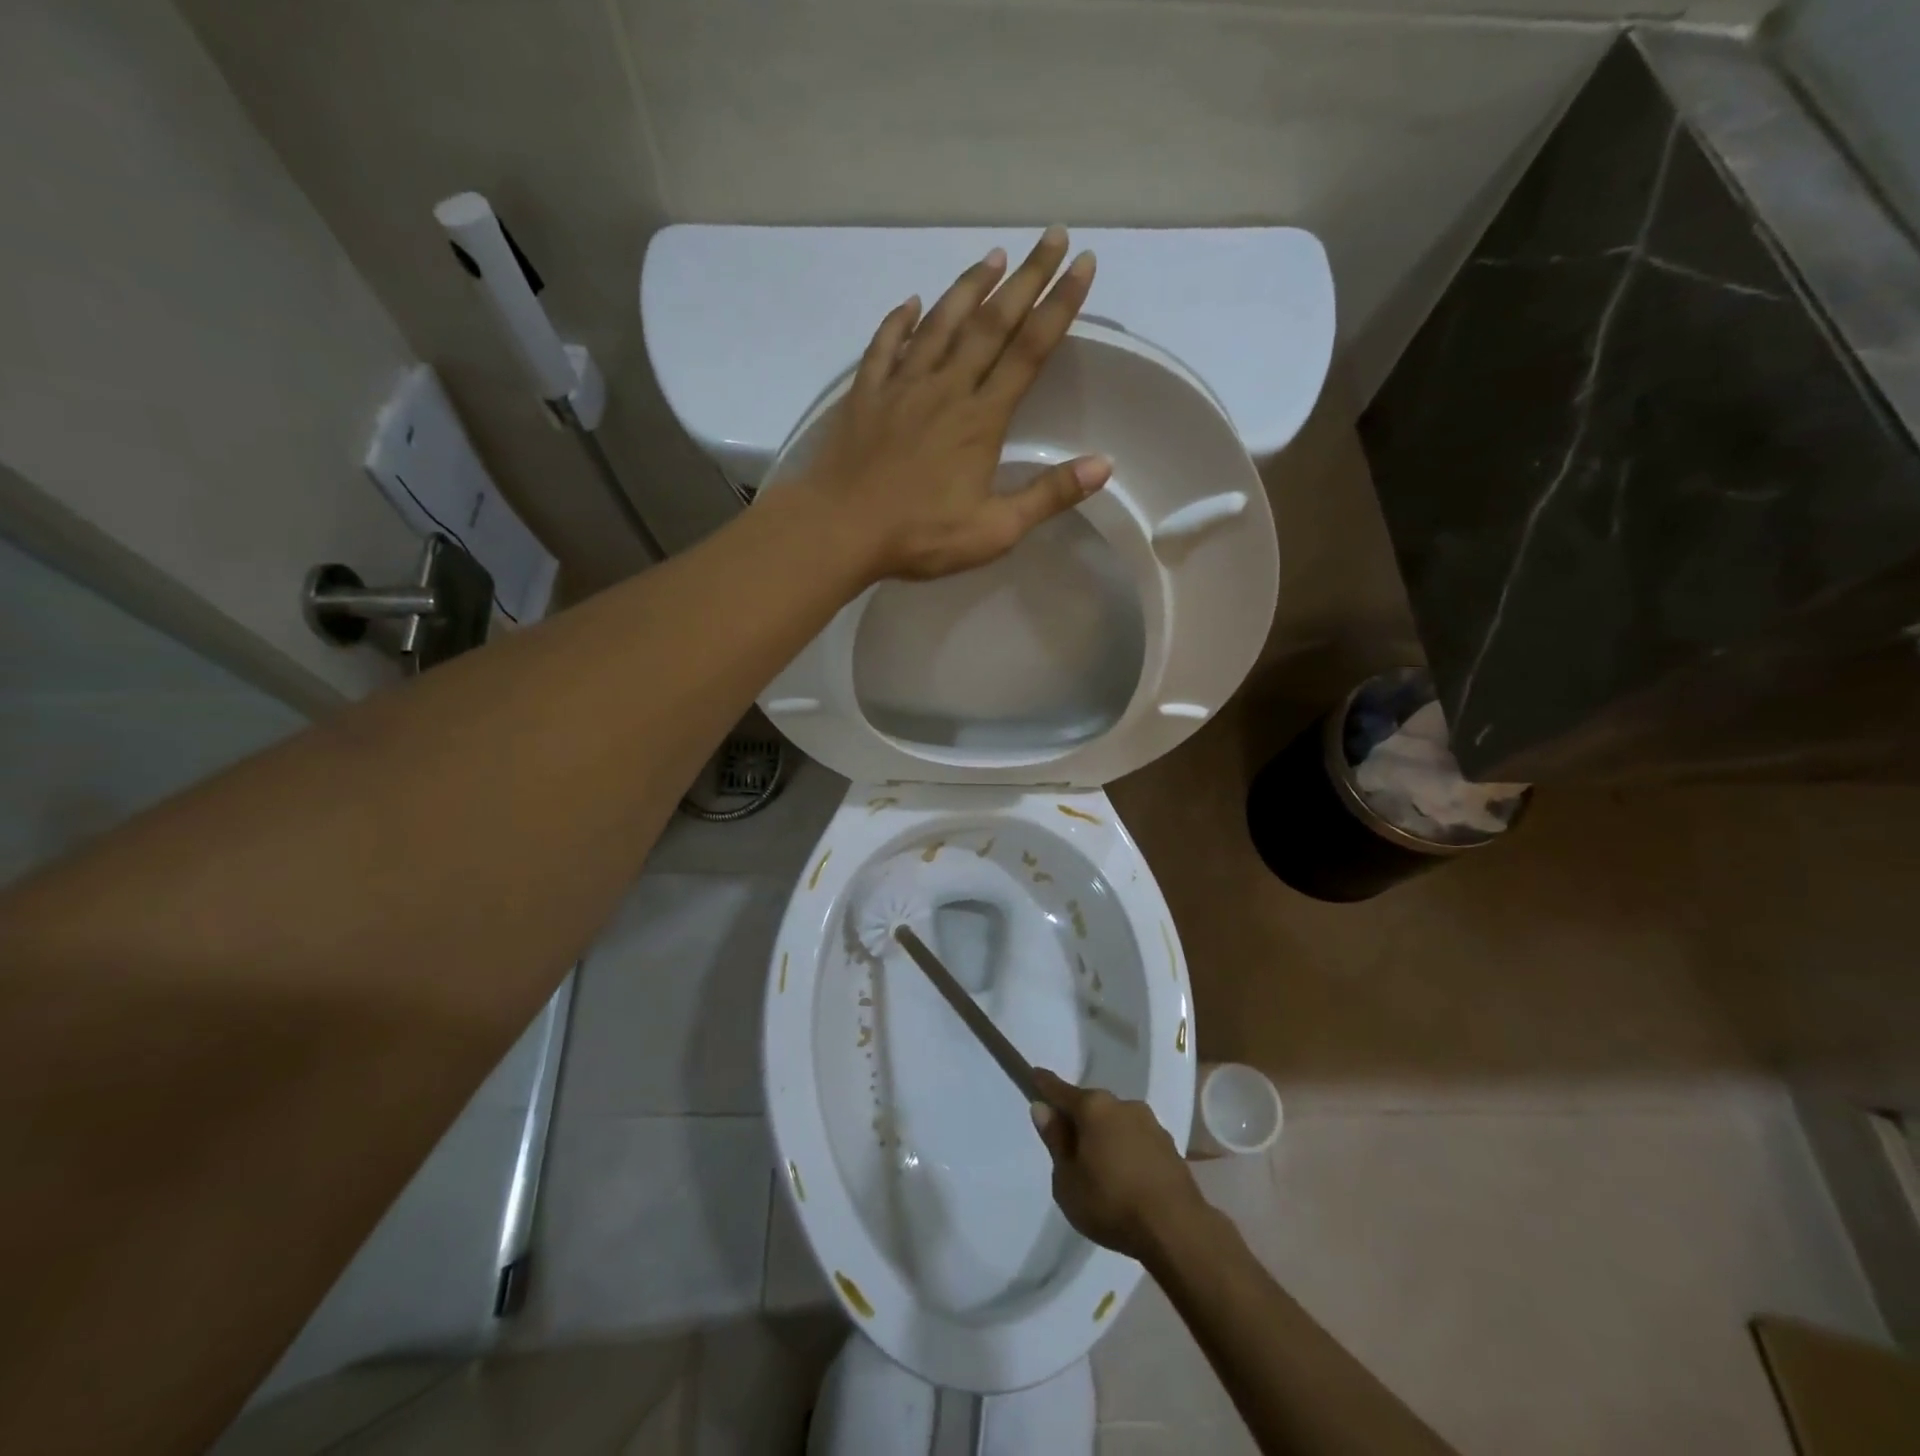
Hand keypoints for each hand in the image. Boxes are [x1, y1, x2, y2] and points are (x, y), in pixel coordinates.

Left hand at [789, 227, 1111, 582]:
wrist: (840, 530)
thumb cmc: (919, 536)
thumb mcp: (994, 531)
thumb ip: (1047, 496)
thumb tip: (1104, 465)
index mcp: (980, 419)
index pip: (1029, 351)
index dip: (1059, 305)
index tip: (1083, 264)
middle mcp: (945, 389)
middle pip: (991, 323)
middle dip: (1027, 278)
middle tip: (1052, 236)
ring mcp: (901, 387)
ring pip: (941, 323)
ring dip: (969, 286)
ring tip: (994, 256)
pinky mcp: (865, 395)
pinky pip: (885, 346)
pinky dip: (900, 320)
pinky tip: (913, 302)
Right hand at [1030, 1068, 1211, 1263]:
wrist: (1177, 1229)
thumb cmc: (1111, 1203)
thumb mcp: (1067, 1180)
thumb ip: (1056, 1141)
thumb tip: (1044, 1109)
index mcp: (1093, 1108)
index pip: (1060, 1090)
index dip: (1044, 1084)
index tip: (1034, 1074)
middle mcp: (1122, 1105)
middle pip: (1091, 1106)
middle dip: (1079, 1120)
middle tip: (1069, 1147)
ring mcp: (1150, 1123)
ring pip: (1116, 1122)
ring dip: (1105, 1136)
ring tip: (1100, 1171)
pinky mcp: (1169, 1145)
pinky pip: (1136, 1140)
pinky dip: (1126, 1151)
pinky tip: (1126, 1178)